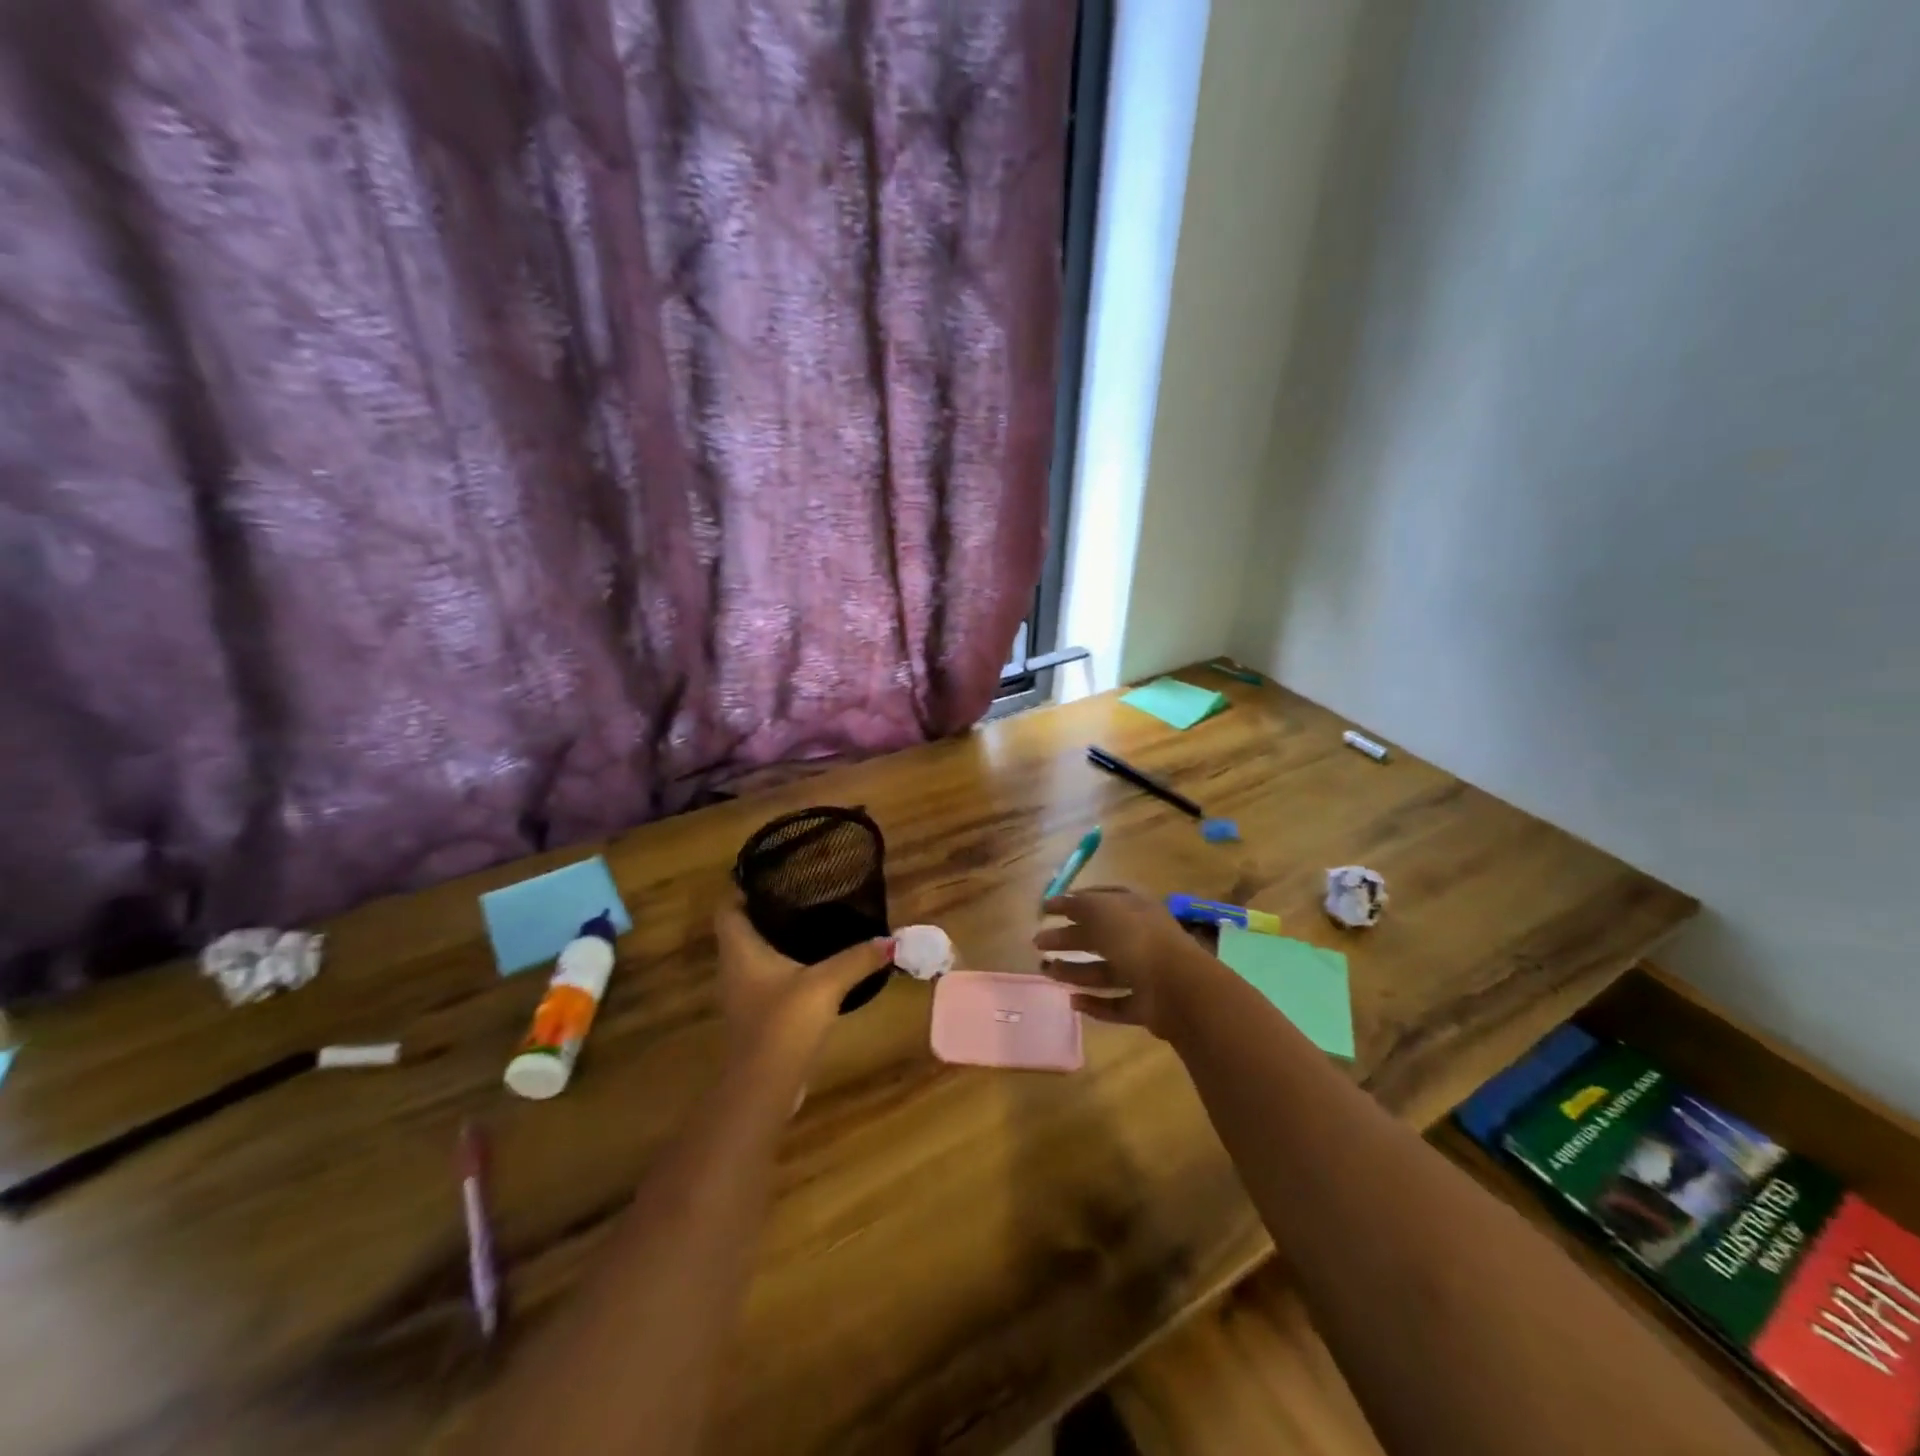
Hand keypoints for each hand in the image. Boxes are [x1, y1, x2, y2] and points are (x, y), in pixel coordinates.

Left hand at [714, 897, 892, 1083]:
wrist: (763, 1087)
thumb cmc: (783, 1023)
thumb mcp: (826, 983)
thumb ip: (858, 959)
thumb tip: (891, 940)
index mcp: (739, 949)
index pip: (727, 907)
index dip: (743, 886)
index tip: (772, 872)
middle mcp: (733, 966)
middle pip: (742, 927)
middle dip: (767, 908)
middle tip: (802, 891)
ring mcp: (742, 993)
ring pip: (754, 953)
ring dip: (776, 937)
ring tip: (811, 919)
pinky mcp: (756, 1014)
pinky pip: (766, 977)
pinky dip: (784, 964)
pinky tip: (814, 963)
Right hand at [1035, 886, 1226, 1039]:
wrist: (1178, 987)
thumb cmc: (1136, 938)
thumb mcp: (1100, 910)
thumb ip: (1077, 905)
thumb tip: (1057, 900)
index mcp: (1135, 907)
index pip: (1101, 898)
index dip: (1073, 902)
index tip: (1046, 910)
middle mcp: (1140, 937)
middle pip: (1098, 936)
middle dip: (1068, 938)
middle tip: (1038, 943)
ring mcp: (1146, 972)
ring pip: (1104, 970)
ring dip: (1074, 970)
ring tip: (1046, 972)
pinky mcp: (1147, 1006)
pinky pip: (1116, 1003)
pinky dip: (1095, 1003)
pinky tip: (1072, 1001)